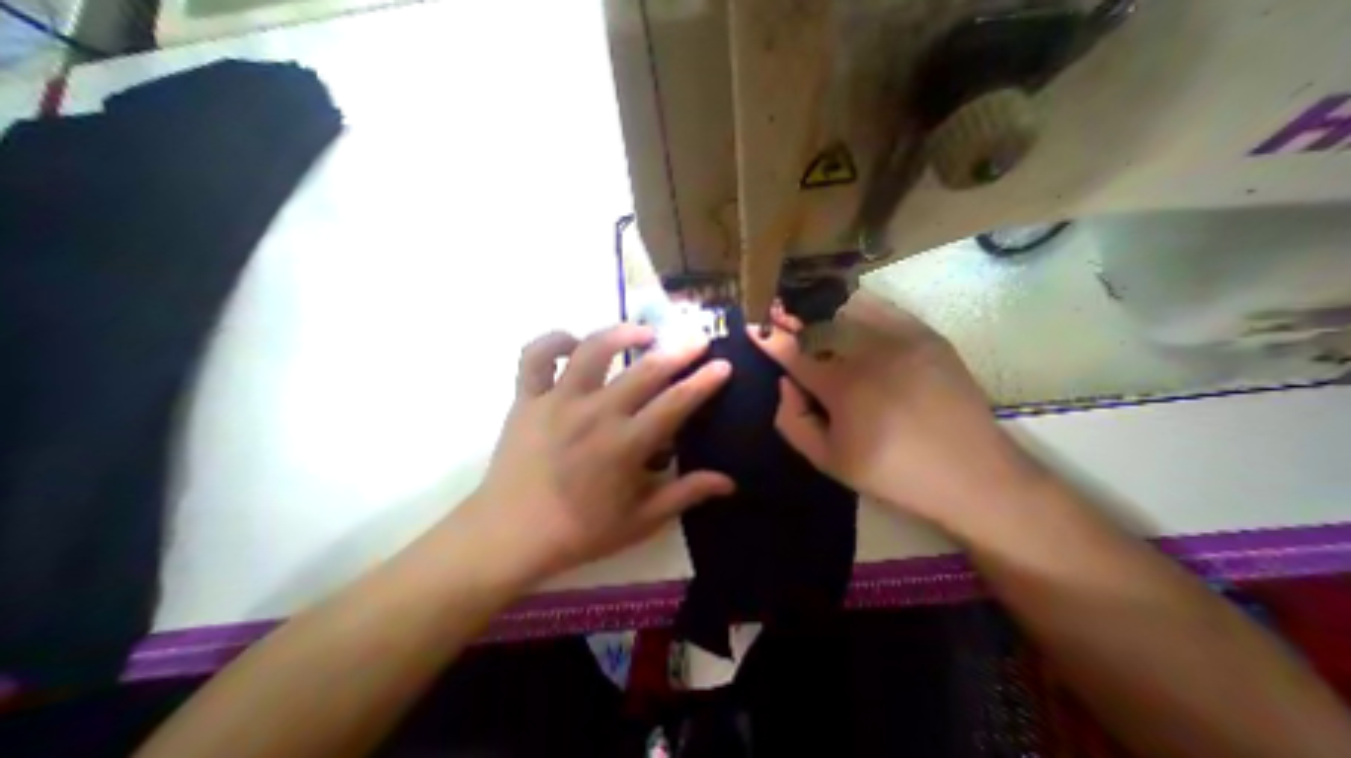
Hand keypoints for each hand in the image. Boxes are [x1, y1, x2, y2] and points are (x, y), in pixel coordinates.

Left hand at [465, 323, 738, 580]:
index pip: (676, 403)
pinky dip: (555, 341)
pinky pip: (537, 356)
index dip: (704, 382)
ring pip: (593, 349)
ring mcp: (557, 401)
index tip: (723, 365)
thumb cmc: (579, 532)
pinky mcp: (526, 398)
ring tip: (643, 333)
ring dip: (622, 333)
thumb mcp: (640, 522)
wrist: (507, 537)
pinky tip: (575, 343)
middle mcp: (595, 413)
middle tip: (697, 339)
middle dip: (679, 350)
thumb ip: (685, 495)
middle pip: (645, 370)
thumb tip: (729, 482)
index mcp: (625, 445)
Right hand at [750, 292, 1036, 529]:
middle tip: (777, 314)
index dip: (768, 336)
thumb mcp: (827, 462)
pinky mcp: (927, 336)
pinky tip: (846, 316)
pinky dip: (855, 306)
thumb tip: (785, 383)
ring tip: (809, 314)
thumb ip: (792, 421)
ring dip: (820, 309)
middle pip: (818, 322)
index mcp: (843, 388)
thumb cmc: (893, 474)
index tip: (751, 324)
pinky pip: (880, 308)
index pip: (793, 351)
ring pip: (847, 308)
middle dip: (791, 316)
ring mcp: (903, 339)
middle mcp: (870, 354)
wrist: (975, 476)